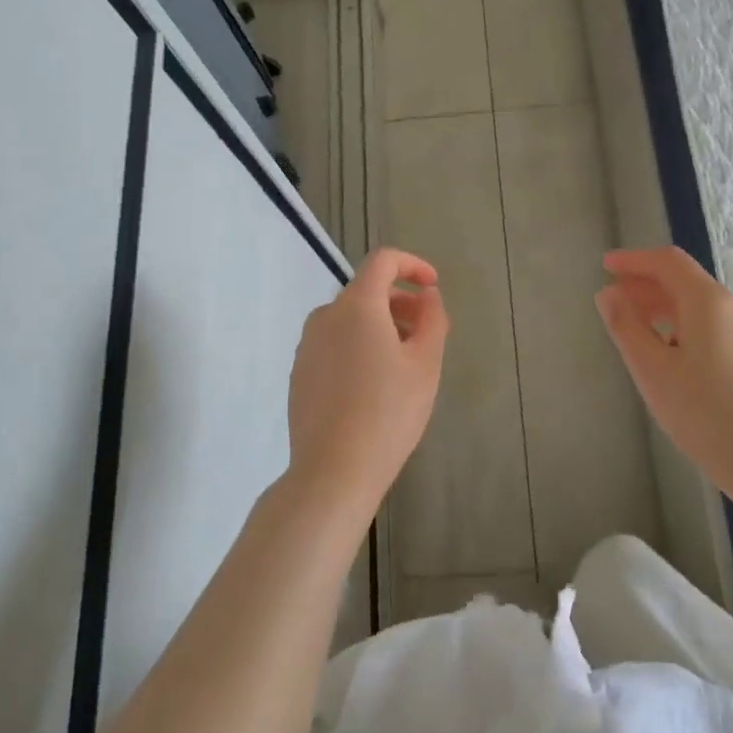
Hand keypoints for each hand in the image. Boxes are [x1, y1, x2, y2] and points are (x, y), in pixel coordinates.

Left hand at [286, 247, 447, 522]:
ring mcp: (307, 346)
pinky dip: (358, 347)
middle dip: (400, 303)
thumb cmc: (388, 412)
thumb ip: (432, 319)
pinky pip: (334, 345)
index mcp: (356, 306)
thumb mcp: (425, 364)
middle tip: (426, 332)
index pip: (383, 261)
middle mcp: (325, 317)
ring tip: (403, 364)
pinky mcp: (299, 374)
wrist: (333, 470)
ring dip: (380, 327)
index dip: (412, 265)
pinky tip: (374, 387)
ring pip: (349, 320)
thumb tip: (426, 296)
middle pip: (366, 292)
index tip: (432, 287)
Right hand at [595, 247, 732, 496]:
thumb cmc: (706, 414)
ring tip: (635, 328)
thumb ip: (627, 327)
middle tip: (614, 299)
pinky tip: (669, 354)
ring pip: (700, 305)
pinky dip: (683, 325)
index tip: (606, 266)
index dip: (634, 260)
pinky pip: (714, 325)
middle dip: (646, 284)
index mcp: (709, 302)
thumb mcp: (653, 371)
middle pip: (685, 281)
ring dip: (664, 307)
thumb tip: (609, 293)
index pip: (668, 262)